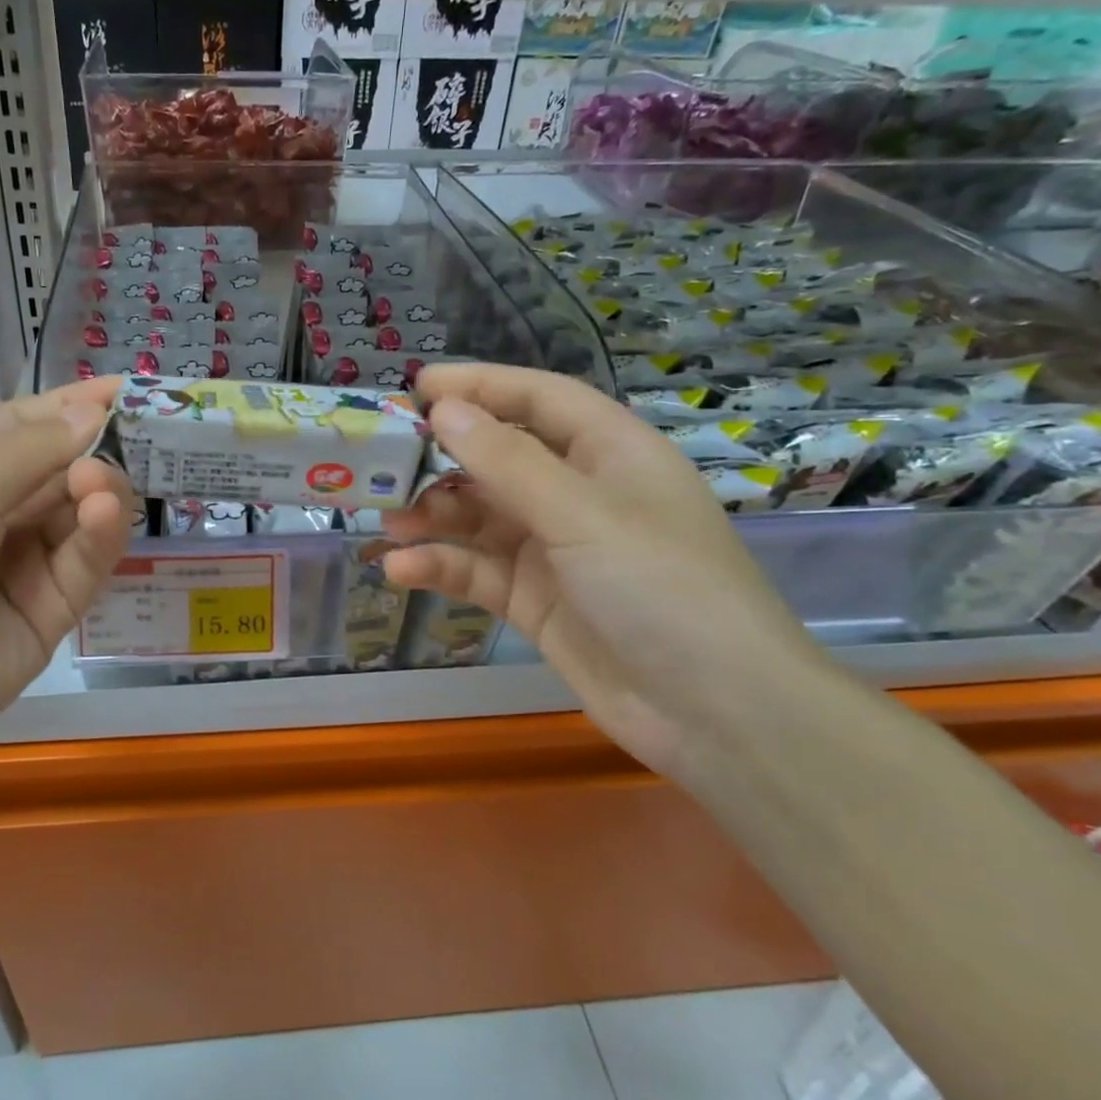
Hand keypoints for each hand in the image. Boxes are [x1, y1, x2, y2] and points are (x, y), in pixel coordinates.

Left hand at [0, 380, 132, 772]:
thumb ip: (32, 449)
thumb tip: (94, 411)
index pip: (27, 424)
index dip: (76, 404)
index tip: (134, 389)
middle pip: (62, 468)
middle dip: (96, 451)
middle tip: (137, 441)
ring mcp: (21, 564)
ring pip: (80, 516)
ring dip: (98, 493)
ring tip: (99, 487)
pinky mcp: (48, 613)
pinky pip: (84, 565)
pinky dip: (98, 537)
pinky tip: (102, 516)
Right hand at [382, 363, 834, 780]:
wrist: (717, 715)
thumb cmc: (661, 588)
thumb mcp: (581, 514)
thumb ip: (507, 461)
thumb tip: (444, 409)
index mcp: (609, 452)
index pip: (538, 398)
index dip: (479, 385)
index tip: (417, 386)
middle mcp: (579, 492)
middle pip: (500, 457)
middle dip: (443, 458)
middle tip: (383, 460)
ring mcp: (555, 549)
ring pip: (480, 516)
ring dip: (433, 516)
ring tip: (388, 521)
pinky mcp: (535, 599)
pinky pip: (478, 570)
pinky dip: (440, 567)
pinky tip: (402, 571)